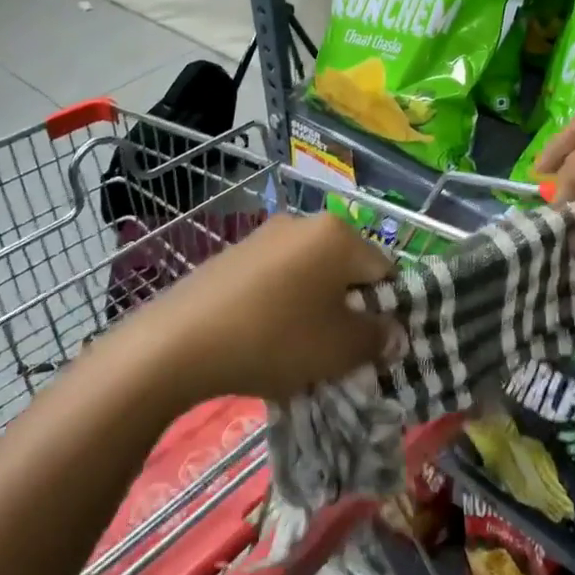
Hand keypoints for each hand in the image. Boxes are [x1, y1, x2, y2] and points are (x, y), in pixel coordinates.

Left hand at [136, 214, 401, 401]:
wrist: (181, 341)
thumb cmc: (275, 338)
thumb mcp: (339, 349)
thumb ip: (377, 338)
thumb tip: (393, 333)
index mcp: (338, 235)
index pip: (384, 270)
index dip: (385, 311)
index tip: (370, 347)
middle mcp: (305, 222)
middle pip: (346, 269)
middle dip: (348, 308)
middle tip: (336, 351)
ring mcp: (266, 235)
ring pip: (310, 274)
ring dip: (314, 307)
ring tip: (298, 349)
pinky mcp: (236, 253)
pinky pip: (277, 278)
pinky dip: (282, 304)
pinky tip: (264, 338)